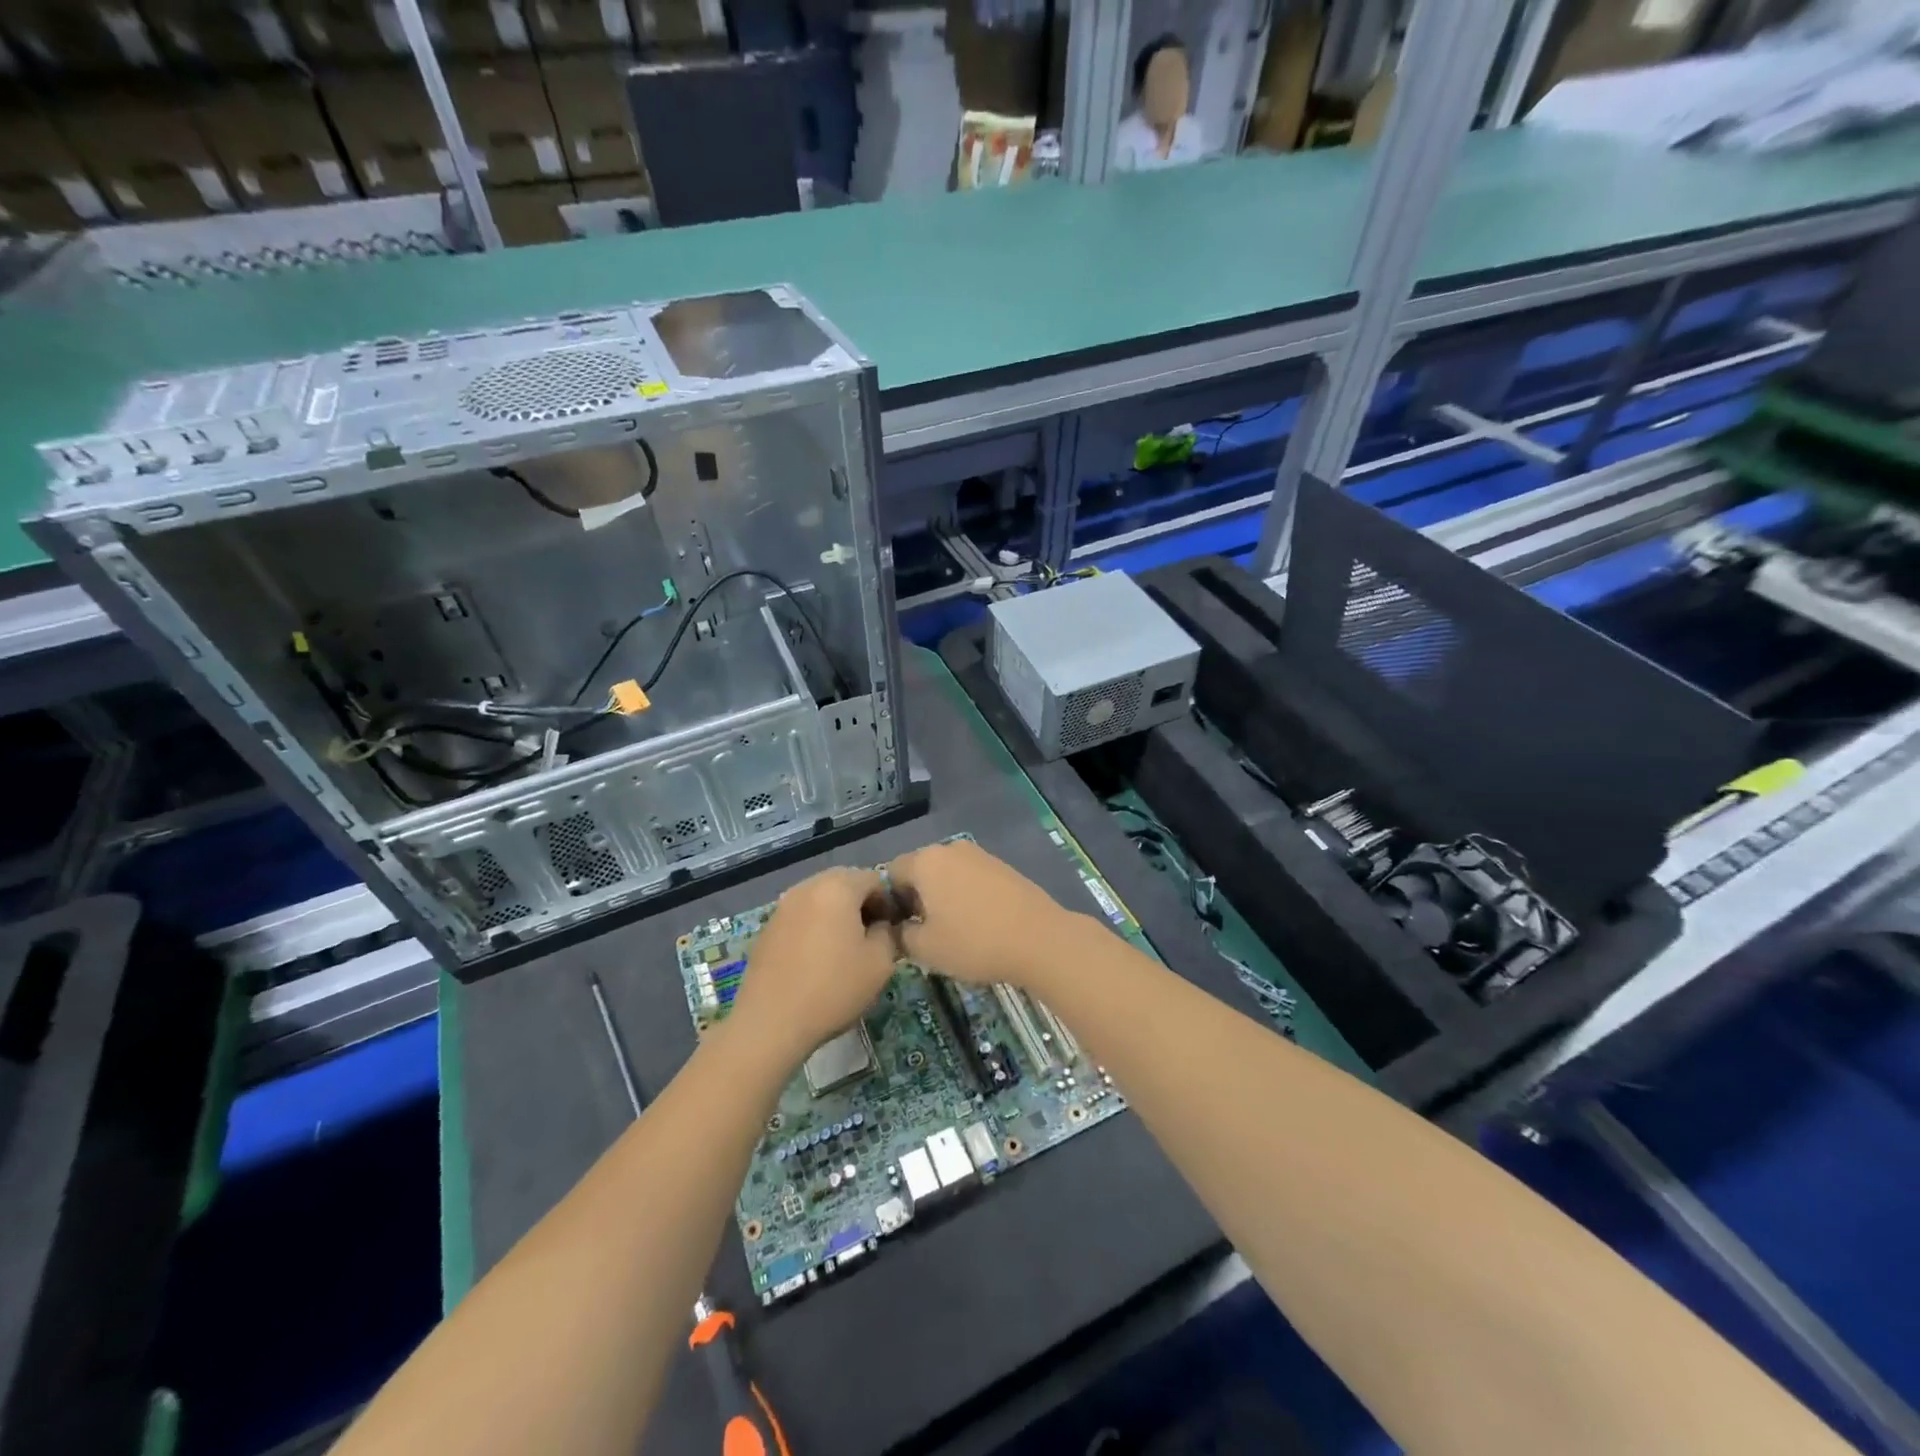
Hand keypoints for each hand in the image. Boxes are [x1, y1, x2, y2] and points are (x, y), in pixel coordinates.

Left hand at [725, 867, 899, 1067]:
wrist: (771, 1022)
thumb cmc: (833, 988)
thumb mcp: (880, 963)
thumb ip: (889, 933)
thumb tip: (882, 926)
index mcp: (838, 887)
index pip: (875, 879)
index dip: (889, 903)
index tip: (892, 932)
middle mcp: (808, 887)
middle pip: (845, 884)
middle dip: (862, 906)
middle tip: (870, 940)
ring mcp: (783, 906)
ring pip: (821, 900)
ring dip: (837, 916)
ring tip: (844, 950)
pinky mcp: (768, 927)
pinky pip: (802, 916)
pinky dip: (815, 928)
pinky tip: (817, 959)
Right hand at [887, 839, 1084, 989]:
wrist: (1039, 939)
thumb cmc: (973, 942)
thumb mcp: (925, 949)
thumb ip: (900, 936)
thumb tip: (897, 929)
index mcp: (925, 861)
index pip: (891, 874)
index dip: (889, 903)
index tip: (898, 931)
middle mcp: (950, 849)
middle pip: (920, 871)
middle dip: (915, 900)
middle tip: (922, 934)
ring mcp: (980, 855)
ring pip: (947, 875)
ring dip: (941, 898)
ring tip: (951, 932)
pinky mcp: (1002, 867)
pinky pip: (970, 879)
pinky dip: (965, 897)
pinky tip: (977, 924)